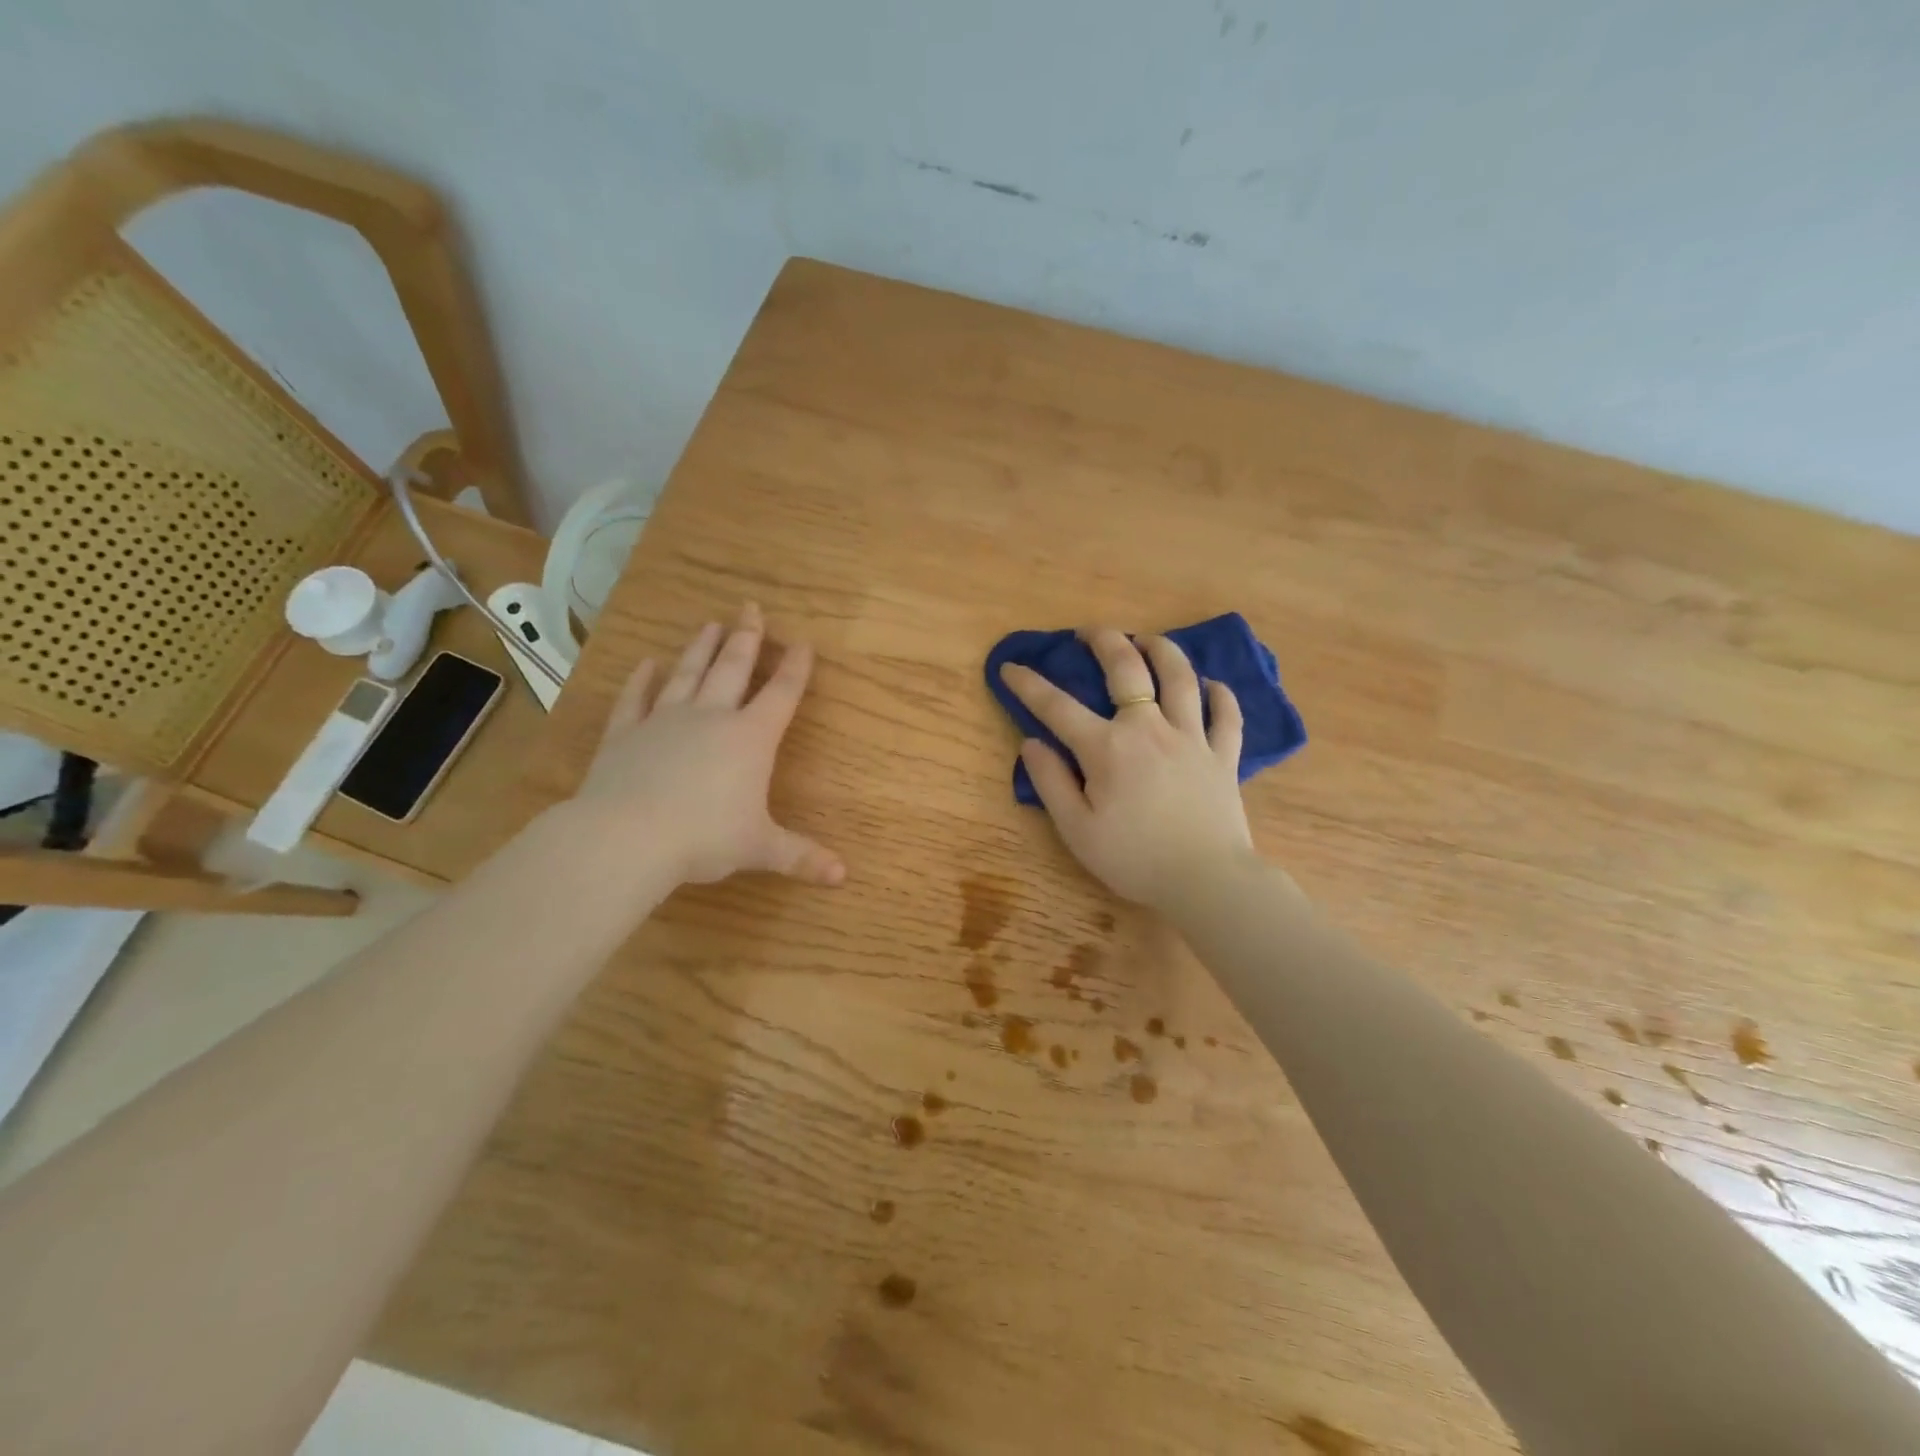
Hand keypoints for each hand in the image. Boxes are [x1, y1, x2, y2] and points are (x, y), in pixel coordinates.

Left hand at [571, 603, 844, 888]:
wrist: (628, 837)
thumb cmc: (705, 838)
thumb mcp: (760, 848)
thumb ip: (801, 856)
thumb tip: (843, 876)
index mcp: (751, 738)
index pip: (781, 695)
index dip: (796, 668)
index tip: (803, 642)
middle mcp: (711, 718)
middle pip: (733, 669)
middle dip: (747, 639)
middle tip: (751, 608)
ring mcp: (665, 720)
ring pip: (688, 674)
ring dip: (701, 648)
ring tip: (711, 624)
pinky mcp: (626, 733)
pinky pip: (636, 699)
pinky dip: (642, 680)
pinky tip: (647, 663)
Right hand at [1000, 628, 1254, 909]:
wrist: (1206, 880)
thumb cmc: (1133, 858)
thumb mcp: (1076, 829)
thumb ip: (1051, 782)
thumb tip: (1032, 743)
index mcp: (1107, 748)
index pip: (1058, 706)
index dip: (1029, 684)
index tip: (1009, 668)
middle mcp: (1149, 728)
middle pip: (1127, 669)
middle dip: (1105, 641)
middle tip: (1089, 631)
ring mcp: (1191, 738)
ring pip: (1180, 677)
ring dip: (1162, 651)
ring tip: (1147, 640)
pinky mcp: (1223, 755)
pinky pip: (1226, 714)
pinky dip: (1219, 694)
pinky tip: (1211, 684)